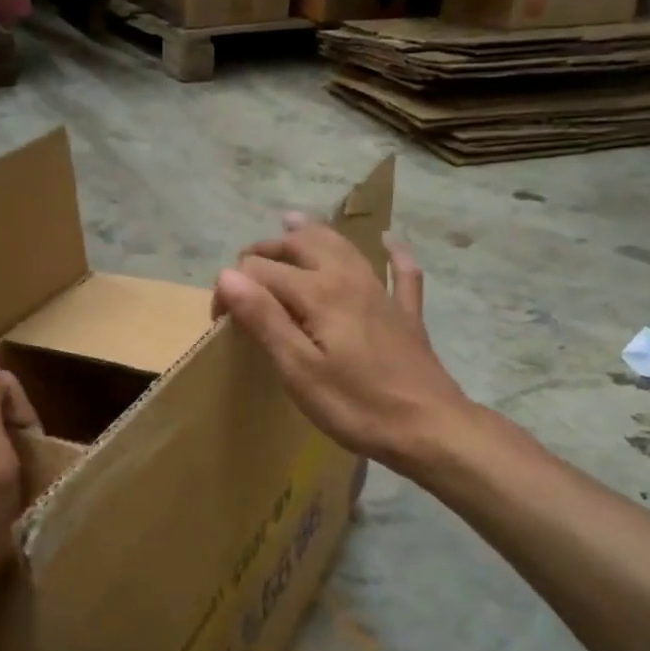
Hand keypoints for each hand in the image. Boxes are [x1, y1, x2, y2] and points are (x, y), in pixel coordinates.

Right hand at [214, 217, 471, 470]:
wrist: (429, 428)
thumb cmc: (355, 405)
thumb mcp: (298, 369)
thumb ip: (263, 319)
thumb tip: (228, 275)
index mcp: (318, 293)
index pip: (261, 270)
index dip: (234, 286)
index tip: (220, 318)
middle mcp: (349, 279)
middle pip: (303, 245)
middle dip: (268, 248)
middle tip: (245, 266)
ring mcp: (382, 293)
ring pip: (344, 247)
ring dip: (314, 233)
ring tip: (291, 223)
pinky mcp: (406, 314)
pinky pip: (401, 271)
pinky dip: (392, 252)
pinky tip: (390, 241)